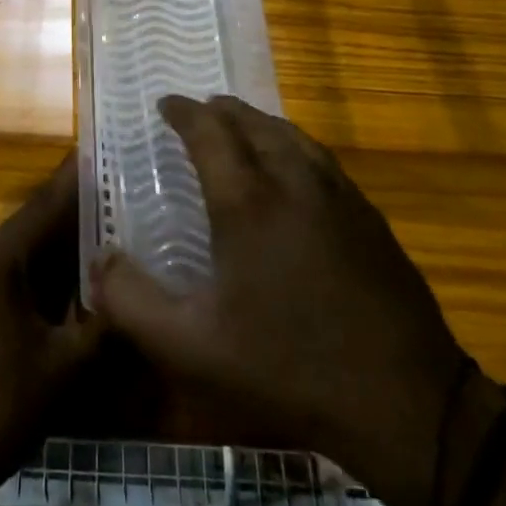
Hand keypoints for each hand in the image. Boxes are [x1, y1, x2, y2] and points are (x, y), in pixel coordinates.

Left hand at [0, 156, 102, 505]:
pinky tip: (20, 313)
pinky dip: (0, 286)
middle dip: (56, 235)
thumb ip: (101, 318)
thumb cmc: (2, 414)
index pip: (41, 209)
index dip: (70, 183)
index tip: (91, 154)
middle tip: (93, 230)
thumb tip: (123, 286)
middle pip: (19, 236)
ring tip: (64, 274)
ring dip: (28, 265)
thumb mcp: (66, 368)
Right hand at [87, 95, 474, 505]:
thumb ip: (132, 303)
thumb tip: (98, 261)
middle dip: (221, 110)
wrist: (406, 402)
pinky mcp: (369, 217)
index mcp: (248, 200)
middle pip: (253, 122)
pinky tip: (294, 169)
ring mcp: (339, 195)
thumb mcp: (193, 347)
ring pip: (292, 135)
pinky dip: (293, 145)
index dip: (183, 112)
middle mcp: (294, 180)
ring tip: (241, 128)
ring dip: (259, 123)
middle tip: (198, 111)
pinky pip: (320, 159)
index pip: (209, 132)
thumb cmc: (288, 368)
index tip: (164, 104)